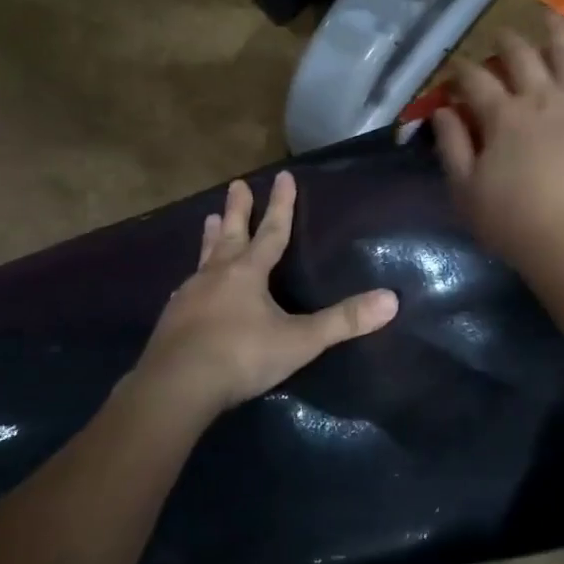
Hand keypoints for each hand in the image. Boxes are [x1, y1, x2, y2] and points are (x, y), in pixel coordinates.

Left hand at [128, 172, 398, 422]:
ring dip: (211, 238)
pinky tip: (187, 285)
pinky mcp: (172, 320)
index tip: (283, 176)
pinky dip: (194, 279)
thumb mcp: (299, 341)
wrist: (175, 387)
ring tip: (209, 220)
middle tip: (237, 185)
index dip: (281, 205)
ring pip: (204, 258)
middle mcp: (216, 276)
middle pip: (231, 235)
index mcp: (248, 273)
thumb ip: (343, 321)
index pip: (271, 232)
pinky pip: (187, 290)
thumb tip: (391, 299)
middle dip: (237, 210)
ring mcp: (189, 297)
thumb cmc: (241, 356)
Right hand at [432, 16, 563, 276]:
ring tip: (548, 19)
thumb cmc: (518, 225)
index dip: (462, 70)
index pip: (475, 78)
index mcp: (502, 116)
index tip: (457, 69)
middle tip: (501, 35)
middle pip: (521, 54)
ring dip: (554, 30)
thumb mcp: (467, 193)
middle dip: (505, 41)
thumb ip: (452, 147)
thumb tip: (442, 110)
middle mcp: (542, 95)